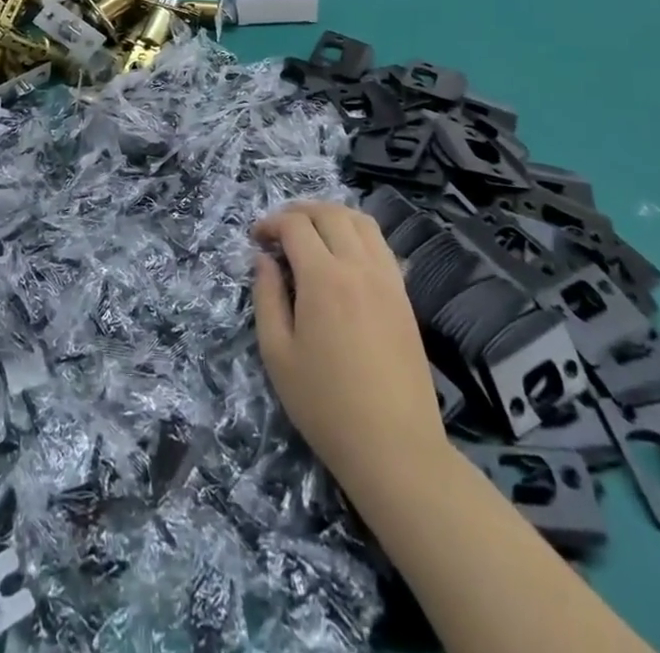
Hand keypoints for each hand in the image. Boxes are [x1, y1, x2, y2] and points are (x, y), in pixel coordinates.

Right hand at [251, 201, 447, 503]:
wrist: (394, 447)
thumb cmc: (325, 405)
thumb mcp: (277, 354)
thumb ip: (266, 297)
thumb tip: (263, 259)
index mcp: (323, 278)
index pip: (295, 225)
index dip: (271, 223)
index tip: (256, 239)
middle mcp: (358, 266)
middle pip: (329, 213)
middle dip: (299, 212)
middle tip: (279, 231)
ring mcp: (387, 278)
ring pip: (360, 221)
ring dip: (331, 216)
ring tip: (311, 234)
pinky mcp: (404, 295)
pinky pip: (381, 244)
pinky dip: (358, 234)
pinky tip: (344, 255)